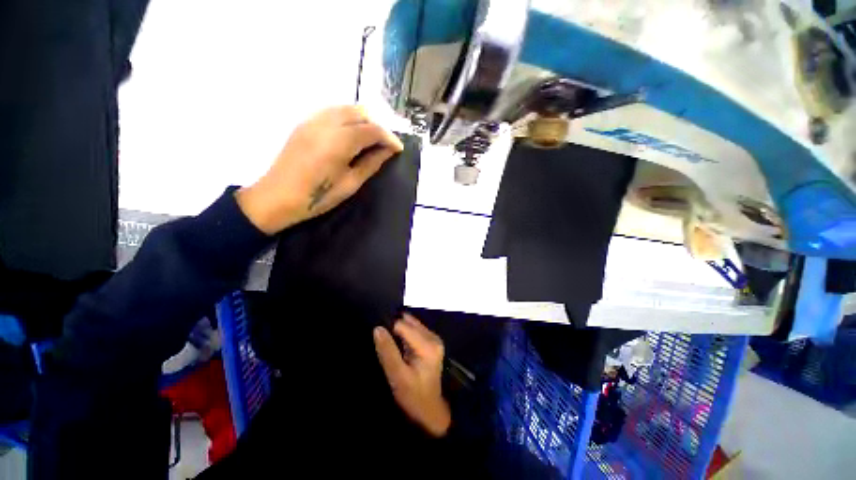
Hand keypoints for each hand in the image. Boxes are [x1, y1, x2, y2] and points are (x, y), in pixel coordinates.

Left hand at [236, 106, 403, 233]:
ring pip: (345, 109)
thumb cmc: (317, 196)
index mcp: (339, 142)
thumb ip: (371, 163)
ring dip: (362, 121)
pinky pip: (332, 112)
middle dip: (377, 126)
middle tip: (383, 146)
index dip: (389, 138)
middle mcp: (326, 123)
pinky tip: (349, 136)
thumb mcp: (350, 184)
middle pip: (360, 112)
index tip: (398, 149)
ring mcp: (312, 120)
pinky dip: (347, 119)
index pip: (372, 130)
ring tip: (369, 141)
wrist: (277, 197)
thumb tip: (388, 151)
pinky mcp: (304, 123)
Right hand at [373, 314, 450, 437]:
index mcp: (428, 345)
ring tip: (389, 344)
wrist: (430, 409)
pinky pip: (415, 330)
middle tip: (383, 342)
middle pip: (408, 322)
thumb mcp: (397, 376)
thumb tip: (377, 328)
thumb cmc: (413, 395)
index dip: (388, 330)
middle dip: (394, 328)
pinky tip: (398, 346)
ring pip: (411, 325)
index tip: (378, 339)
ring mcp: (434, 339)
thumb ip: (387, 351)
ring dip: (399, 331)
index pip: (403, 325)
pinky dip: (404, 334)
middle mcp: (433, 337)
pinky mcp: (432, 342)